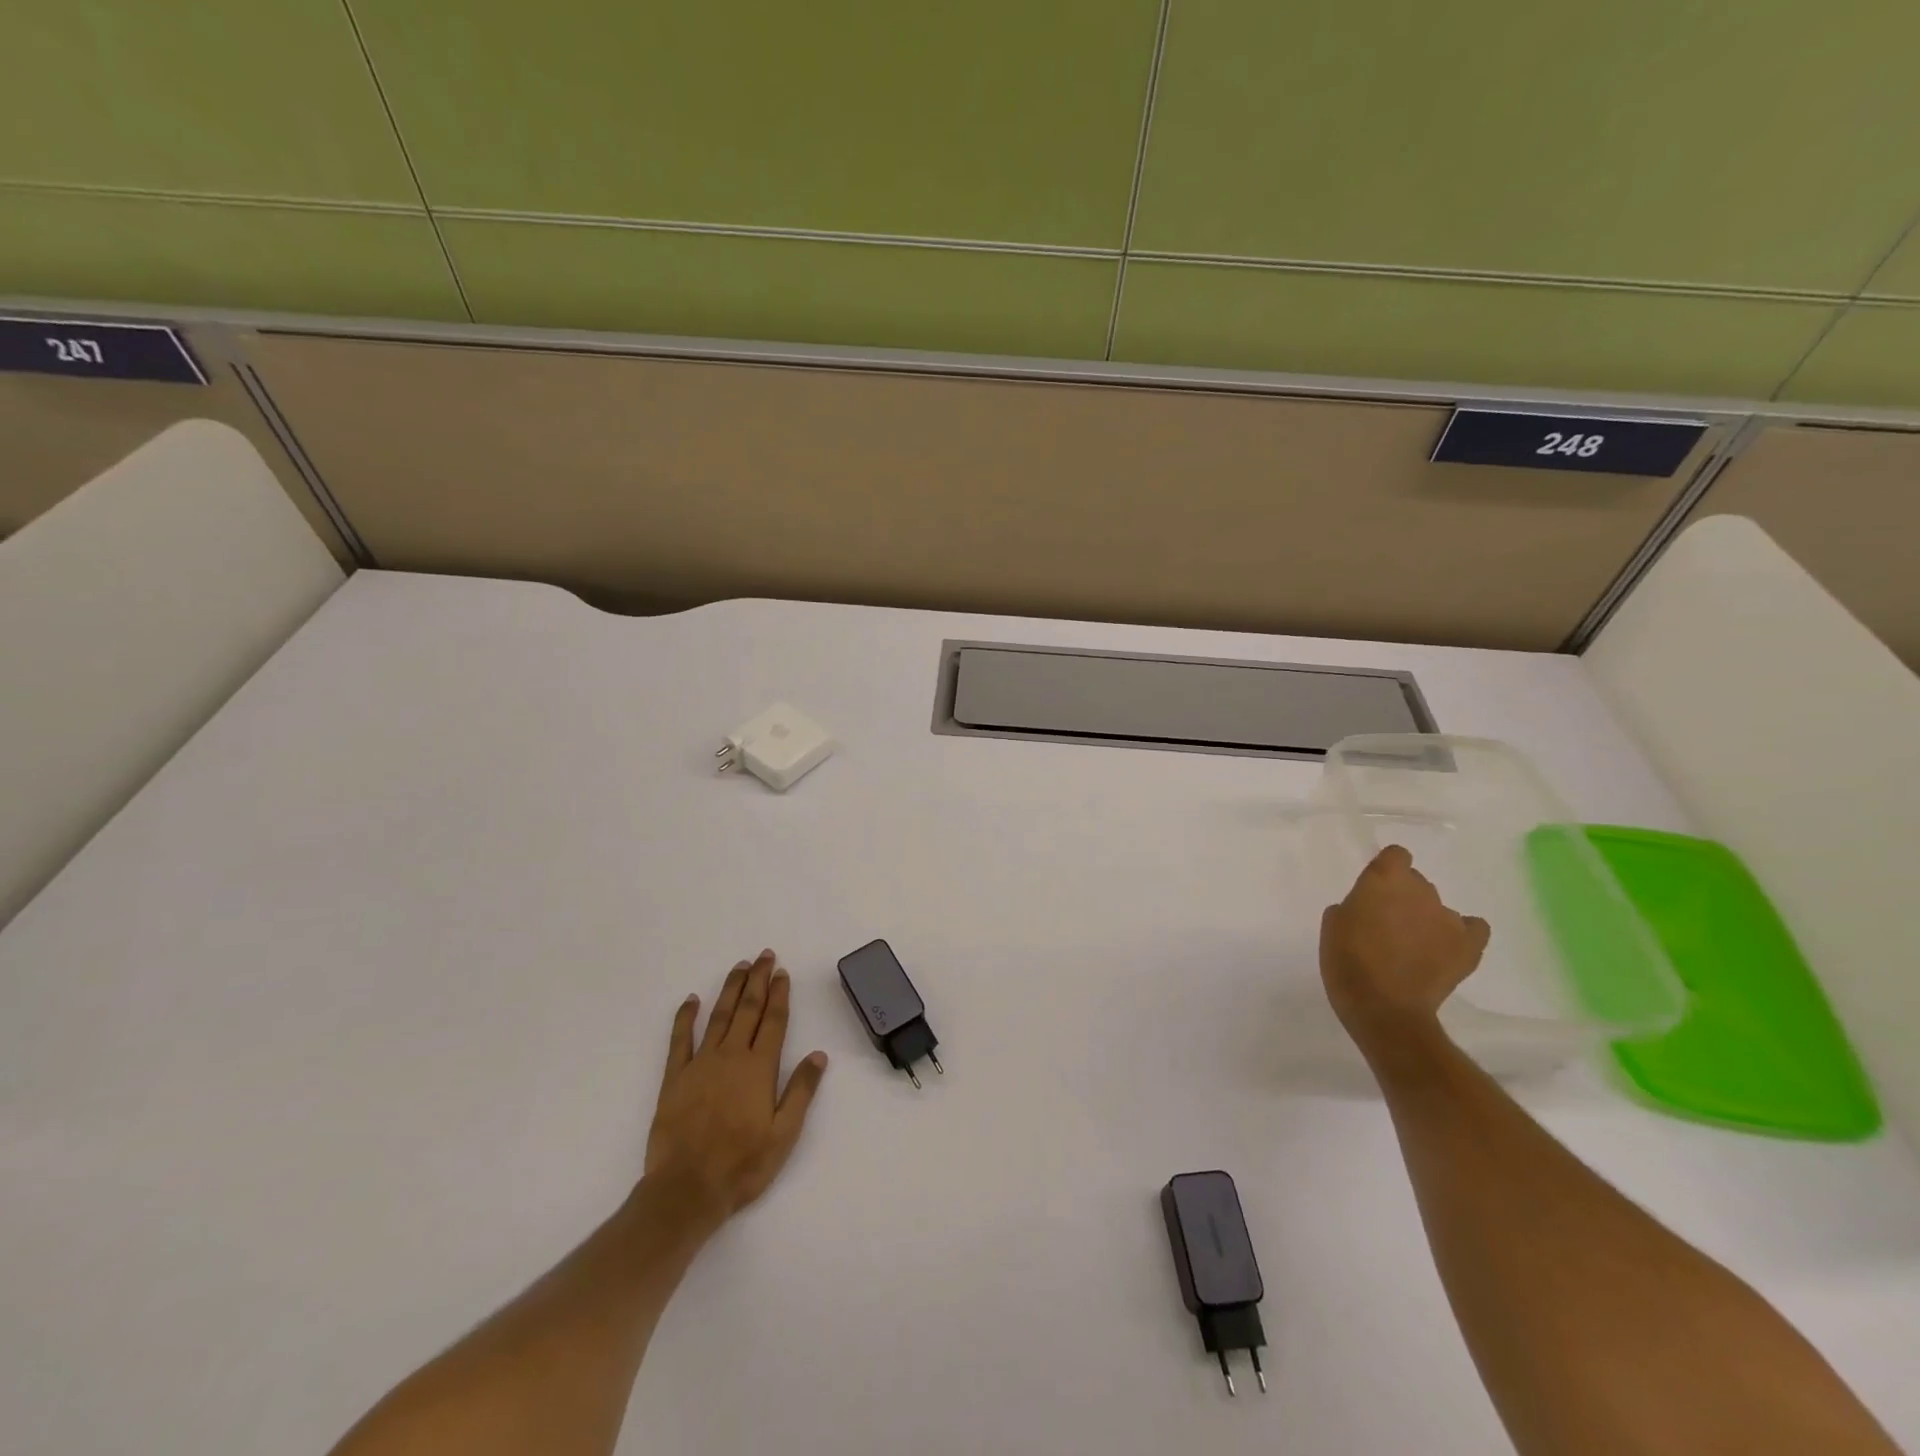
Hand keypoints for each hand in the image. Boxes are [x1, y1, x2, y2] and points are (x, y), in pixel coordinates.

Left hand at [643, 950, 828, 1230]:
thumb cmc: (742, 1165)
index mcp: (759, 1068)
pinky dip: (685, 1017)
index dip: (780, 995)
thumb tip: (819, 1055)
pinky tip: (692, 999)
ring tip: (740, 967)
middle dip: (758, 980)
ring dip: (730, 989)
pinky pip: (679, 1040)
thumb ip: (801, 1091)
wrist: (686, 1190)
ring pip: (718, 1016)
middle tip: (764, 955)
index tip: (783, 972)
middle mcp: (731, 1056)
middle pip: (747, 1009)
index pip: (773, 1021)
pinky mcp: (674, 1078)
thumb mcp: (784, 1134)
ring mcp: (700, 1064)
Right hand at [1320, 845, 1490, 1055]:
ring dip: (1426, 919)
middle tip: (1388, 924)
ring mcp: (1448, 918)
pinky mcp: (1469, 946)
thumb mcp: (1333, 924)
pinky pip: (1473, 928)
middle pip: (1417, 882)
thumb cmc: (1347, 961)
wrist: (1383, 1007)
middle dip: (1404, 897)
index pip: (1396, 855)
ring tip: (1414, 947)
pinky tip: (1446, 948)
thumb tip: (1371, 909)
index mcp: (1384, 880)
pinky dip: (1461, 934)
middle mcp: (1421, 891)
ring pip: (1438, 907)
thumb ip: (1354, 905)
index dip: (1386, 869)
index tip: (1375, 890)